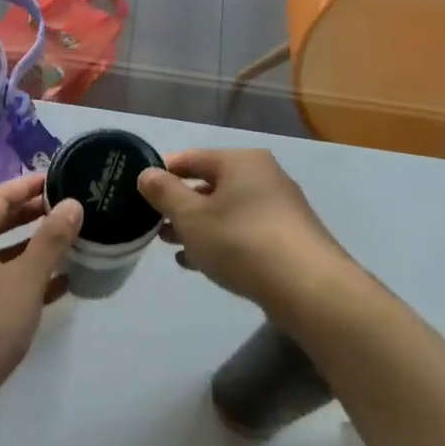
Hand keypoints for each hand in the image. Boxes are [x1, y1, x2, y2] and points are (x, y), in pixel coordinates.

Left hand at [0, 172, 83, 398]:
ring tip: (70, 242)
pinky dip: (25, 279)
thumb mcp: (25, 279)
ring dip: (32, 248)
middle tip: (69, 207)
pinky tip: (59, 286)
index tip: (58, 178)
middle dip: (32, 215)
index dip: (28, 186)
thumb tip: (71, 204)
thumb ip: (51, 240)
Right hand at [137, 149, 352, 311]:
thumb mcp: (191, 216)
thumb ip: (164, 192)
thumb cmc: (240, 240)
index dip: (162, 173)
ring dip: (196, 226)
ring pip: (225, 211)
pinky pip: (242, 232)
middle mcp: (262, 176)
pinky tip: (197, 262)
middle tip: (151, 223)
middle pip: (209, 184)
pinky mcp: (286, 238)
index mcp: (240, 161)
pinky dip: (219, 241)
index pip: (190, 158)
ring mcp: (278, 208)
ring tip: (169, 244)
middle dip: (179, 204)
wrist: (306, 286)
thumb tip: (146, 174)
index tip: (138, 192)